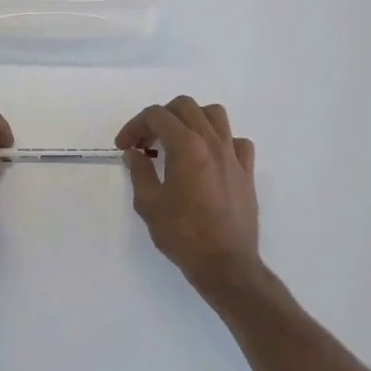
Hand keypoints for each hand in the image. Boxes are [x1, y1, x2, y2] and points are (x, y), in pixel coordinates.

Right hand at [116, 97, 266, 298]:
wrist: (226, 264)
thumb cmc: (183, 235)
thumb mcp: (149, 204)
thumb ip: (139, 172)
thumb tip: (135, 153)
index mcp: (186, 145)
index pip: (156, 116)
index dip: (135, 126)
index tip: (124, 146)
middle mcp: (212, 141)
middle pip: (185, 106)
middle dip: (160, 117)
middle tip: (146, 142)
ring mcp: (233, 154)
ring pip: (214, 115)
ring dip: (191, 120)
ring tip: (178, 141)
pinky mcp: (246, 171)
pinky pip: (236, 140)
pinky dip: (219, 141)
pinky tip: (208, 158)